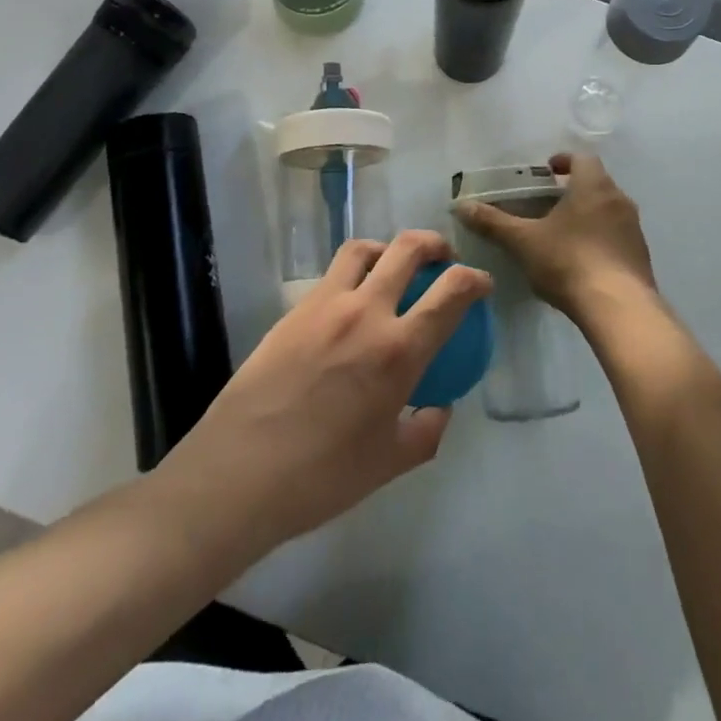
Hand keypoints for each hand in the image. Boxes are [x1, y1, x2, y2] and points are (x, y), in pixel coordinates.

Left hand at [153, 231, 490, 558]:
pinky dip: (352, 275)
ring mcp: (324, 305)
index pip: (451, 292)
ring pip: (363, 249)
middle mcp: (365, 312)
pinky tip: (350, 305)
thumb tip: (439, 407)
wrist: (238, 474)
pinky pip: (331, 276)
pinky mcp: (293, 311)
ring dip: (388, 249)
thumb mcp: (389, 463)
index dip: (474, 279)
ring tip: (393, 267)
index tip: (481, 283)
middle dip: (435, 244)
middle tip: (443, 258)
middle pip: (407, 249)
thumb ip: (426, 430)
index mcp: (398, 350)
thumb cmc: (321, 477)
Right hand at [455, 153, 654, 319]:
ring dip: (588, 214)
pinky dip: (600, 238)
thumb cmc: (569, 262)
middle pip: (596, 182)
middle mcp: (619, 199)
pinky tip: (582, 260)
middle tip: (547, 204)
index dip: (563, 161)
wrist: (620, 309)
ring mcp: (634, 228)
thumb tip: (462, 206)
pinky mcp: (641, 255)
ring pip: (608, 209)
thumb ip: (493, 222)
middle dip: (572, 189)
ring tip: (562, 233)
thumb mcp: (523, 242)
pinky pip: (617, 236)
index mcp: (594, 185)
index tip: (546, 173)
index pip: (582, 158)